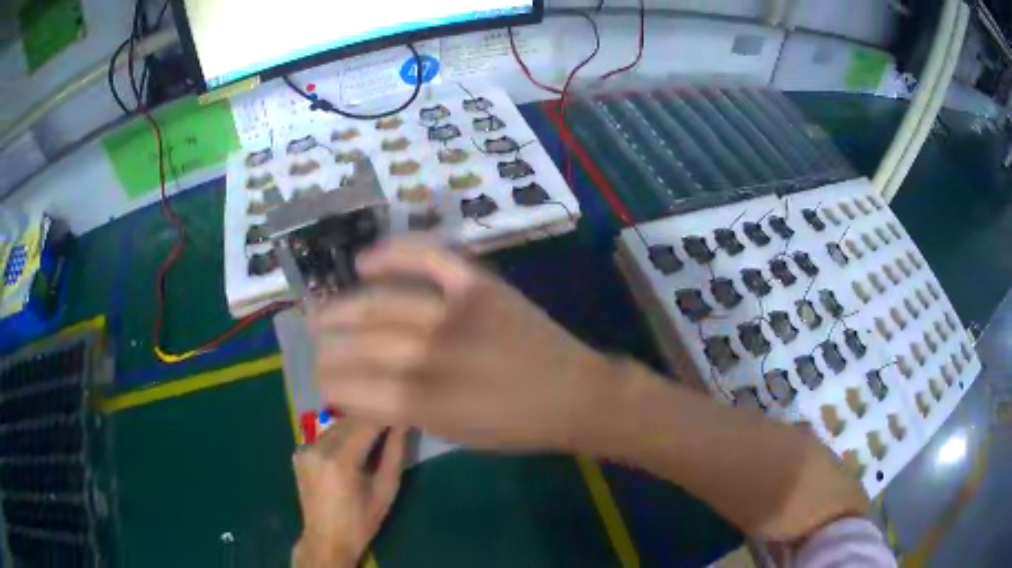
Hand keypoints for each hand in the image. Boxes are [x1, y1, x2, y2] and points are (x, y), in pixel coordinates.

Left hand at [292, 420, 406, 567]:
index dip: (386, 415)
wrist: (327, 539)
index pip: (366, 423)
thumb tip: (403, 423)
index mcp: (340, 459)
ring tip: (373, 435)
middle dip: (371, 419)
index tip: (401, 413)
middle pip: (350, 420)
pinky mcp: (299, 452)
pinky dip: (340, 436)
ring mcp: (305, 448)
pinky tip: (351, 449)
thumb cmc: (362, 520)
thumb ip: (394, 453)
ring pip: (336, 425)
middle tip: (391, 423)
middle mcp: (318, 447)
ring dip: (355, 426)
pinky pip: (325, 435)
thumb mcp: (386, 490)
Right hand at [309, 240, 612, 449]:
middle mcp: (431, 355)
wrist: (574, 394)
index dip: (330, 382)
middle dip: (328, 347)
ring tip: (320, 310)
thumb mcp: (451, 433)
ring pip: (381, 303)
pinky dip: (394, 252)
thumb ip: (401, 410)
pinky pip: (429, 256)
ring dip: (343, 307)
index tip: (319, 380)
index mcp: (424, 403)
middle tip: (314, 344)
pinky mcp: (479, 286)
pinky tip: (364, 260)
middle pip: (361, 344)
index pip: (354, 388)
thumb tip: (358, 390)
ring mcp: (456, 313)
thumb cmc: (514, 427)